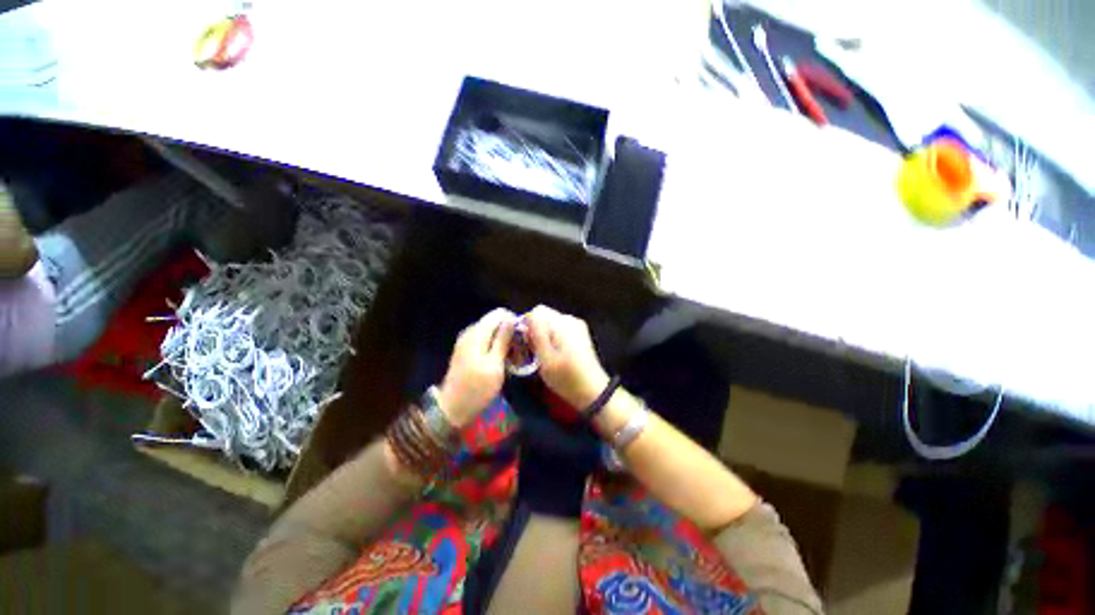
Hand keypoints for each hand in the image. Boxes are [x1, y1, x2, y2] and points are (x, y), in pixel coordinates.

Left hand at [437, 308, 516, 426]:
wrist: (452, 409)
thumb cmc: (477, 388)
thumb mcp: (495, 364)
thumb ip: (502, 339)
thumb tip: (511, 319)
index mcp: (477, 333)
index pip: (499, 313)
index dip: (513, 321)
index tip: (522, 338)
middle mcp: (470, 332)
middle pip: (495, 322)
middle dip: (509, 332)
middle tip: (518, 351)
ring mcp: (466, 341)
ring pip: (491, 332)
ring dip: (503, 341)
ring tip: (512, 358)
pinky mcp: (466, 351)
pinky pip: (484, 341)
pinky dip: (494, 347)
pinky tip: (501, 361)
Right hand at [525, 305, 609, 409]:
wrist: (593, 391)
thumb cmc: (566, 377)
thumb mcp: (545, 358)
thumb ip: (536, 334)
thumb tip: (528, 316)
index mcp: (562, 323)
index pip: (536, 311)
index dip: (526, 326)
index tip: (526, 344)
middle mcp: (570, 319)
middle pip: (544, 316)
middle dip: (535, 330)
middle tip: (533, 352)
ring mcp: (577, 325)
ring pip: (550, 323)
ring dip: (543, 335)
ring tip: (543, 355)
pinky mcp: (580, 333)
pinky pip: (559, 329)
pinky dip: (553, 338)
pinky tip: (555, 354)